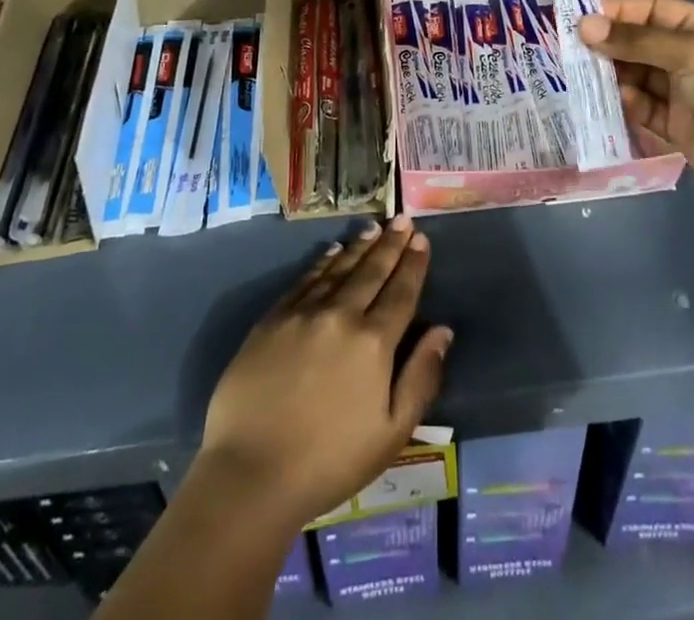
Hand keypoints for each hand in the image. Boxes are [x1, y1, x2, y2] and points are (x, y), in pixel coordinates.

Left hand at [199, 215, 452, 529]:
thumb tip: (443, 331)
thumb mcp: (391, 433)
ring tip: (373, 228)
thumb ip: (421, 378)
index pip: (401, 293)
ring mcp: (303, 313)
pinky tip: (332, 251)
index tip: (421, 239)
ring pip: (338, 269)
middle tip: (402, 219)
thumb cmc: (329, 462)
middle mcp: (341, 315)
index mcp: (373, 343)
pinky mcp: (272, 319)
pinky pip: (304, 280)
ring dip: (359, 246)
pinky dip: (322, 262)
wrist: (250, 472)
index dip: (413, 264)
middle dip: (390, 244)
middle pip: (372, 272)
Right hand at [579, 0, 693, 201]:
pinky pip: (642, 106)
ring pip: (637, 74)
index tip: (582, 18)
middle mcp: (691, 55)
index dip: (619, 11)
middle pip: (641, 42)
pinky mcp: (675, 123)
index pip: (653, 9)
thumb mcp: (689, 53)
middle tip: (573, 49)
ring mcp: (683, 91)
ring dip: (613, 74)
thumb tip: (584, 25)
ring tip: (583, 74)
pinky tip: (615, 100)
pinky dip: (627, 103)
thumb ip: (636, 40)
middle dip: (610, 44)